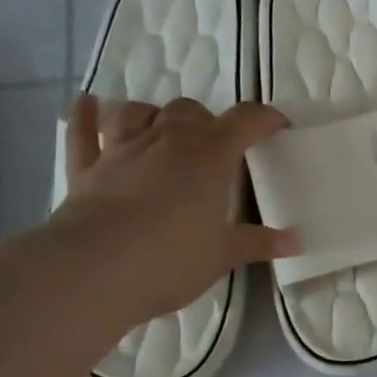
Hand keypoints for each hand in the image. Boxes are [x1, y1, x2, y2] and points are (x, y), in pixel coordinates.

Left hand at [50, 95, 298, 324]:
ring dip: (152, 115)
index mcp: (210, 155)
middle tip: (214, 146)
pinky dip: (84, 117)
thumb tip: (294, 243)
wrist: (91, 272)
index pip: (246, 120)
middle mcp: (167, 141)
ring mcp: (121, 151)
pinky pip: (82, 134)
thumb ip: (257, 243)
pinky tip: (86, 103)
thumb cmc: (170, 259)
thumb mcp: (223, 255)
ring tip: (161, 129)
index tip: (279, 128)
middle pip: (189, 110)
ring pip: (137, 112)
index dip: (266, 119)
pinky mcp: (85, 171)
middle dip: (205, 121)